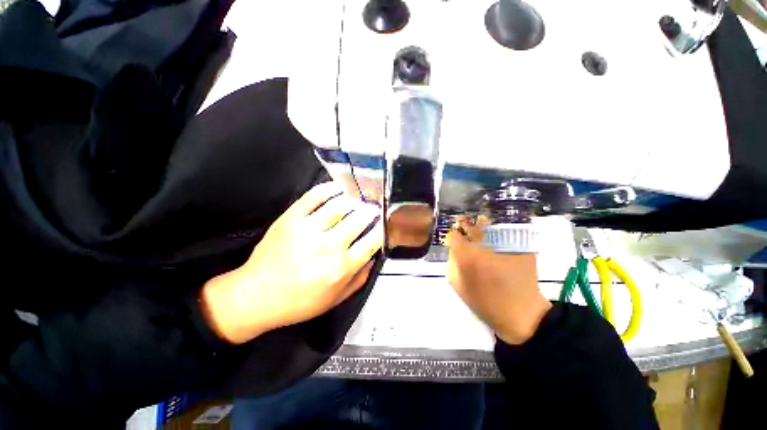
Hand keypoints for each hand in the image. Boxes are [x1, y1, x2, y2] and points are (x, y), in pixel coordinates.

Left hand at [201, 182, 382, 343]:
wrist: (256, 296)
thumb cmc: (299, 302)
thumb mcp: (336, 299)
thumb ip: (360, 278)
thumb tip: (374, 255)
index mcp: (341, 267)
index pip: (373, 240)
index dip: (383, 228)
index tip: (385, 223)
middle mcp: (328, 246)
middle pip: (359, 218)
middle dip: (371, 211)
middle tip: (374, 208)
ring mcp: (308, 229)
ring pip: (340, 204)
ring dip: (354, 199)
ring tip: (360, 198)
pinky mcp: (291, 218)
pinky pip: (313, 196)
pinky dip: (329, 188)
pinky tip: (338, 188)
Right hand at [445, 216, 550, 344]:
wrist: (522, 314)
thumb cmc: (486, 303)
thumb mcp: (458, 286)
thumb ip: (451, 264)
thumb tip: (452, 249)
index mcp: (466, 256)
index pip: (453, 235)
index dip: (452, 237)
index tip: (455, 241)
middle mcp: (483, 246)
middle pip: (469, 224)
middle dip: (464, 225)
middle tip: (466, 230)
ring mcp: (503, 244)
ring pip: (487, 224)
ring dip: (481, 224)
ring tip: (481, 228)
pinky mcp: (520, 246)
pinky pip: (505, 230)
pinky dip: (498, 230)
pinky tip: (498, 237)